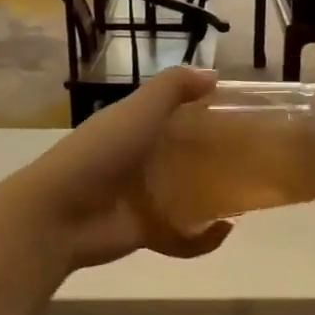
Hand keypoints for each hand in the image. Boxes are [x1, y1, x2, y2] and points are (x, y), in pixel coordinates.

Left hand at [0, 68, 232, 271]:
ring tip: (247, 197)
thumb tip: (214, 75)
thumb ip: (174, 88)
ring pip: (188, 198)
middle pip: (187, 159)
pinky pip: (183, 237)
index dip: (207, 116)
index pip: (178, 118)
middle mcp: (142, 162)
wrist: (60, 214)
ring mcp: (144, 200)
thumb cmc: (101, 154)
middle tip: (255, 159)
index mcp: (136, 128)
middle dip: (218, 160)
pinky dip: (203, 239)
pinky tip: (224, 230)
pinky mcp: (148, 233)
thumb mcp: (138, 110)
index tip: (244, 118)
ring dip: (216, 200)